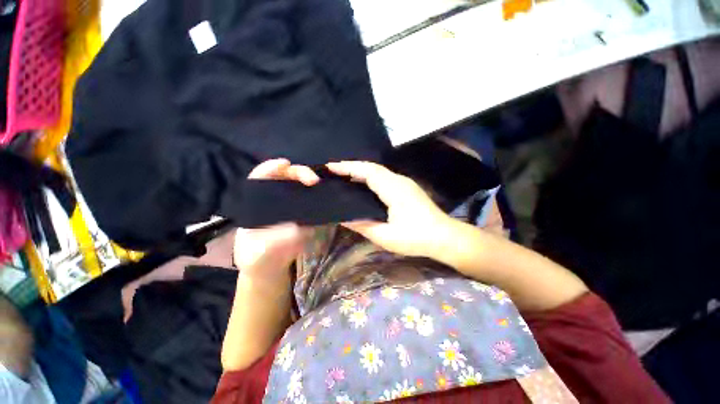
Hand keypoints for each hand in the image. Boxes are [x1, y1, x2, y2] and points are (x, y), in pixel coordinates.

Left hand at [234, 159, 318, 283]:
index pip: (261, 177)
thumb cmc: (257, 257)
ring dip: (311, 182)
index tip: (285, 164)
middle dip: (299, 173)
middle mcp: (274, 199)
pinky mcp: (302, 213)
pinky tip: (326, 194)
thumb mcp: (259, 252)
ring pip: (300, 185)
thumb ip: (276, 240)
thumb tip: (299, 227)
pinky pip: (311, 199)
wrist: (270, 266)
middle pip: (285, 176)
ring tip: (321, 184)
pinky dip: (319, 194)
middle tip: (313, 180)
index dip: (271, 167)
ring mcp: (290, 205)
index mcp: (256, 202)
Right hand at [327, 161, 455, 257]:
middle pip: (372, 167)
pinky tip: (363, 186)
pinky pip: (384, 178)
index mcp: (393, 189)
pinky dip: (370, 178)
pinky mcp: (407, 188)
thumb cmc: (416, 238)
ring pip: (378, 171)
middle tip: (333, 172)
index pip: (368, 171)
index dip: (348, 167)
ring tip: (343, 177)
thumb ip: (363, 226)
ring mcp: (404, 183)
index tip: (330, 167)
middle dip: (352, 167)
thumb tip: (343, 219)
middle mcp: (399, 180)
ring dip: (361, 171)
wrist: (446, 237)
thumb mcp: (386, 236)